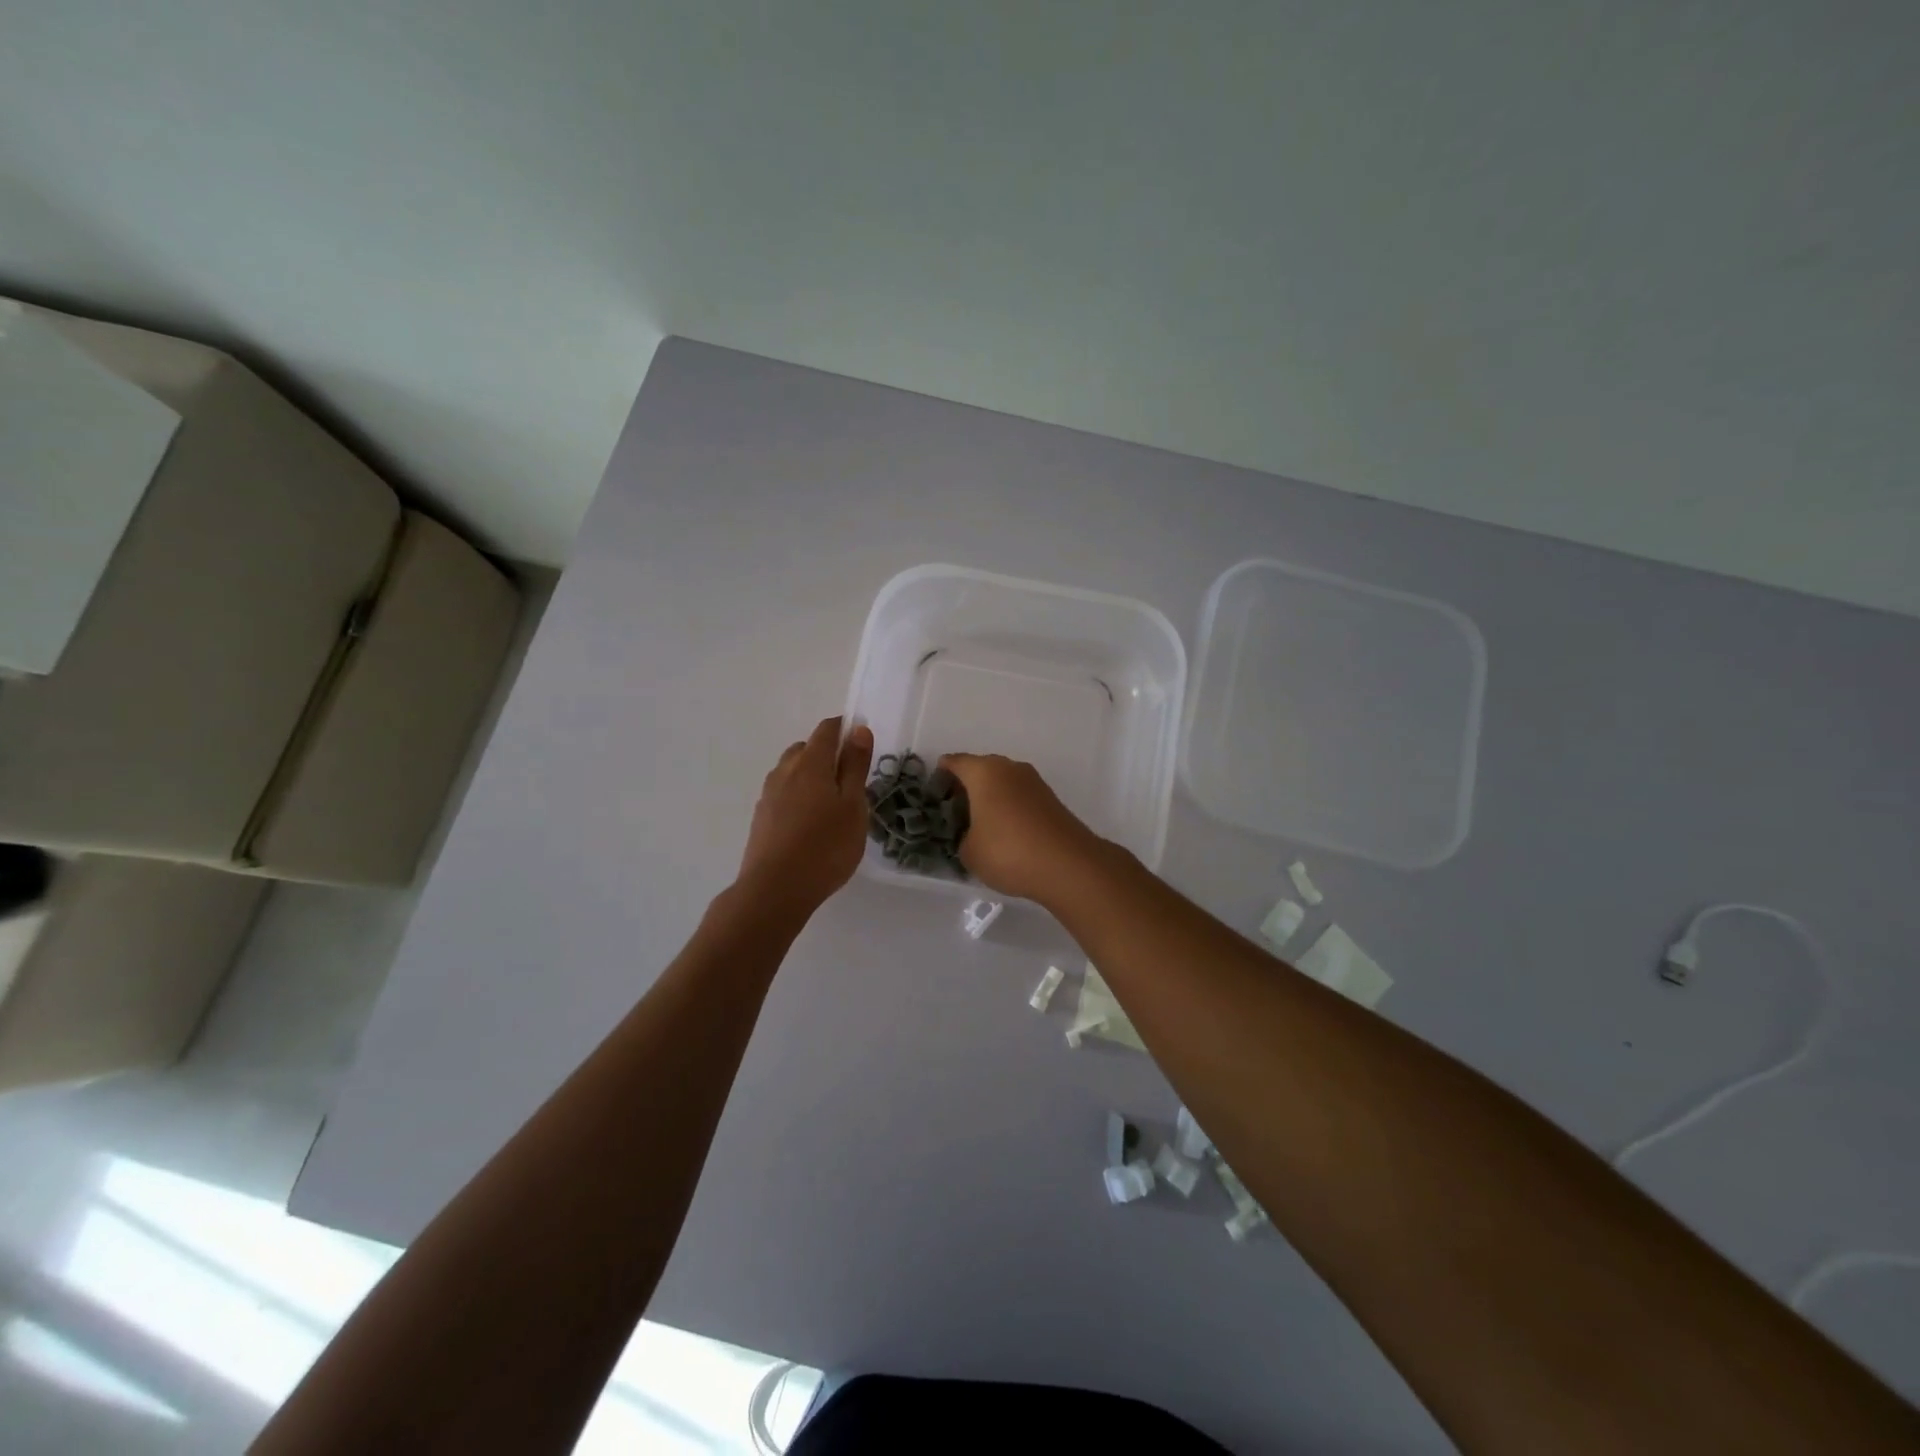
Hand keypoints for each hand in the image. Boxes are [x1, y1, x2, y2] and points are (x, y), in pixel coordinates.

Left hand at [736, 717, 874, 919]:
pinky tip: (809, 824)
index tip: (862, 744)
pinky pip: (783, 794)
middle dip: (827, 754)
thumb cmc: (826, 846)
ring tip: (830, 805)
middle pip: (806, 748)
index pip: (827, 729)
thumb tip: (859, 730)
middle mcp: (784, 771)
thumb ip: (855, 767)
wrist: (775, 889)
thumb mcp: (853, 806)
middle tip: (850, 781)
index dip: (845, 728)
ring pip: (791, 772)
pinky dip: (798, 797)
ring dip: (810, 776)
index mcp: (810, 763)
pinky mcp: (761, 818)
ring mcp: (768, 795)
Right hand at [937, 753, 1103, 901]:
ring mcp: (1034, 782)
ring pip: (1003, 782)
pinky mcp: (1050, 799)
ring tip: (979, 824)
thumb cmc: (1008, 851)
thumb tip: (973, 835)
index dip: (941, 775)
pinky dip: (1009, 807)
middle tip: (954, 811)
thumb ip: (962, 838)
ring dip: (990, 797)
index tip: (933, 792)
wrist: (1068, 865)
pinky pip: (1019, 796)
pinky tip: (1004, 831)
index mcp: (984, 772)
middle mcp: (1009, 768)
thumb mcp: (969, 852)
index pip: (955, 762)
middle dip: (966, 786)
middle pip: (980, 769)